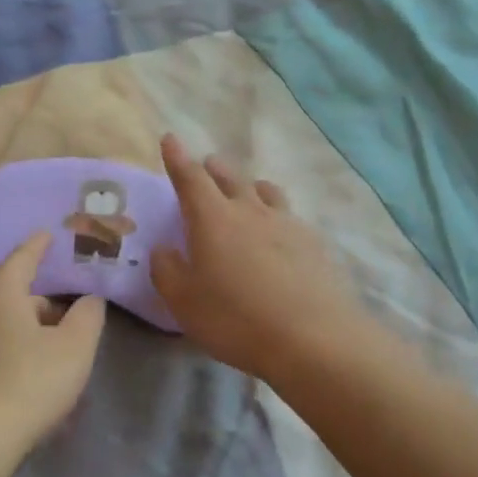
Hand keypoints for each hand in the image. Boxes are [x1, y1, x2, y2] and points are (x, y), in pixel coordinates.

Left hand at [0, 234, 106, 466]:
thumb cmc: (25, 386)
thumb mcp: (74, 350)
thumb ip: (87, 318)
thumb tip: (88, 300)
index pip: (20, 261)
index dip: (36, 247)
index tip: (46, 233)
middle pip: (8, 299)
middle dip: (37, 303)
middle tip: (65, 316)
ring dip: (22, 336)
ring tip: (49, 356)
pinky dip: (7, 361)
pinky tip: (23, 387)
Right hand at [151, 135, 369, 385]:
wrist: (313, 338)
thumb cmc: (236, 319)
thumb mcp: (184, 302)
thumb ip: (167, 271)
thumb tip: (163, 248)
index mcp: (213, 219)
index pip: (190, 178)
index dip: (177, 158)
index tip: (170, 139)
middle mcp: (251, 211)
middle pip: (231, 177)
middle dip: (214, 168)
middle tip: (207, 165)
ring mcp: (287, 224)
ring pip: (266, 191)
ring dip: (251, 186)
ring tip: (248, 191)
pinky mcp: (314, 243)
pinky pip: (290, 217)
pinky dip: (277, 215)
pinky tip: (281, 233)